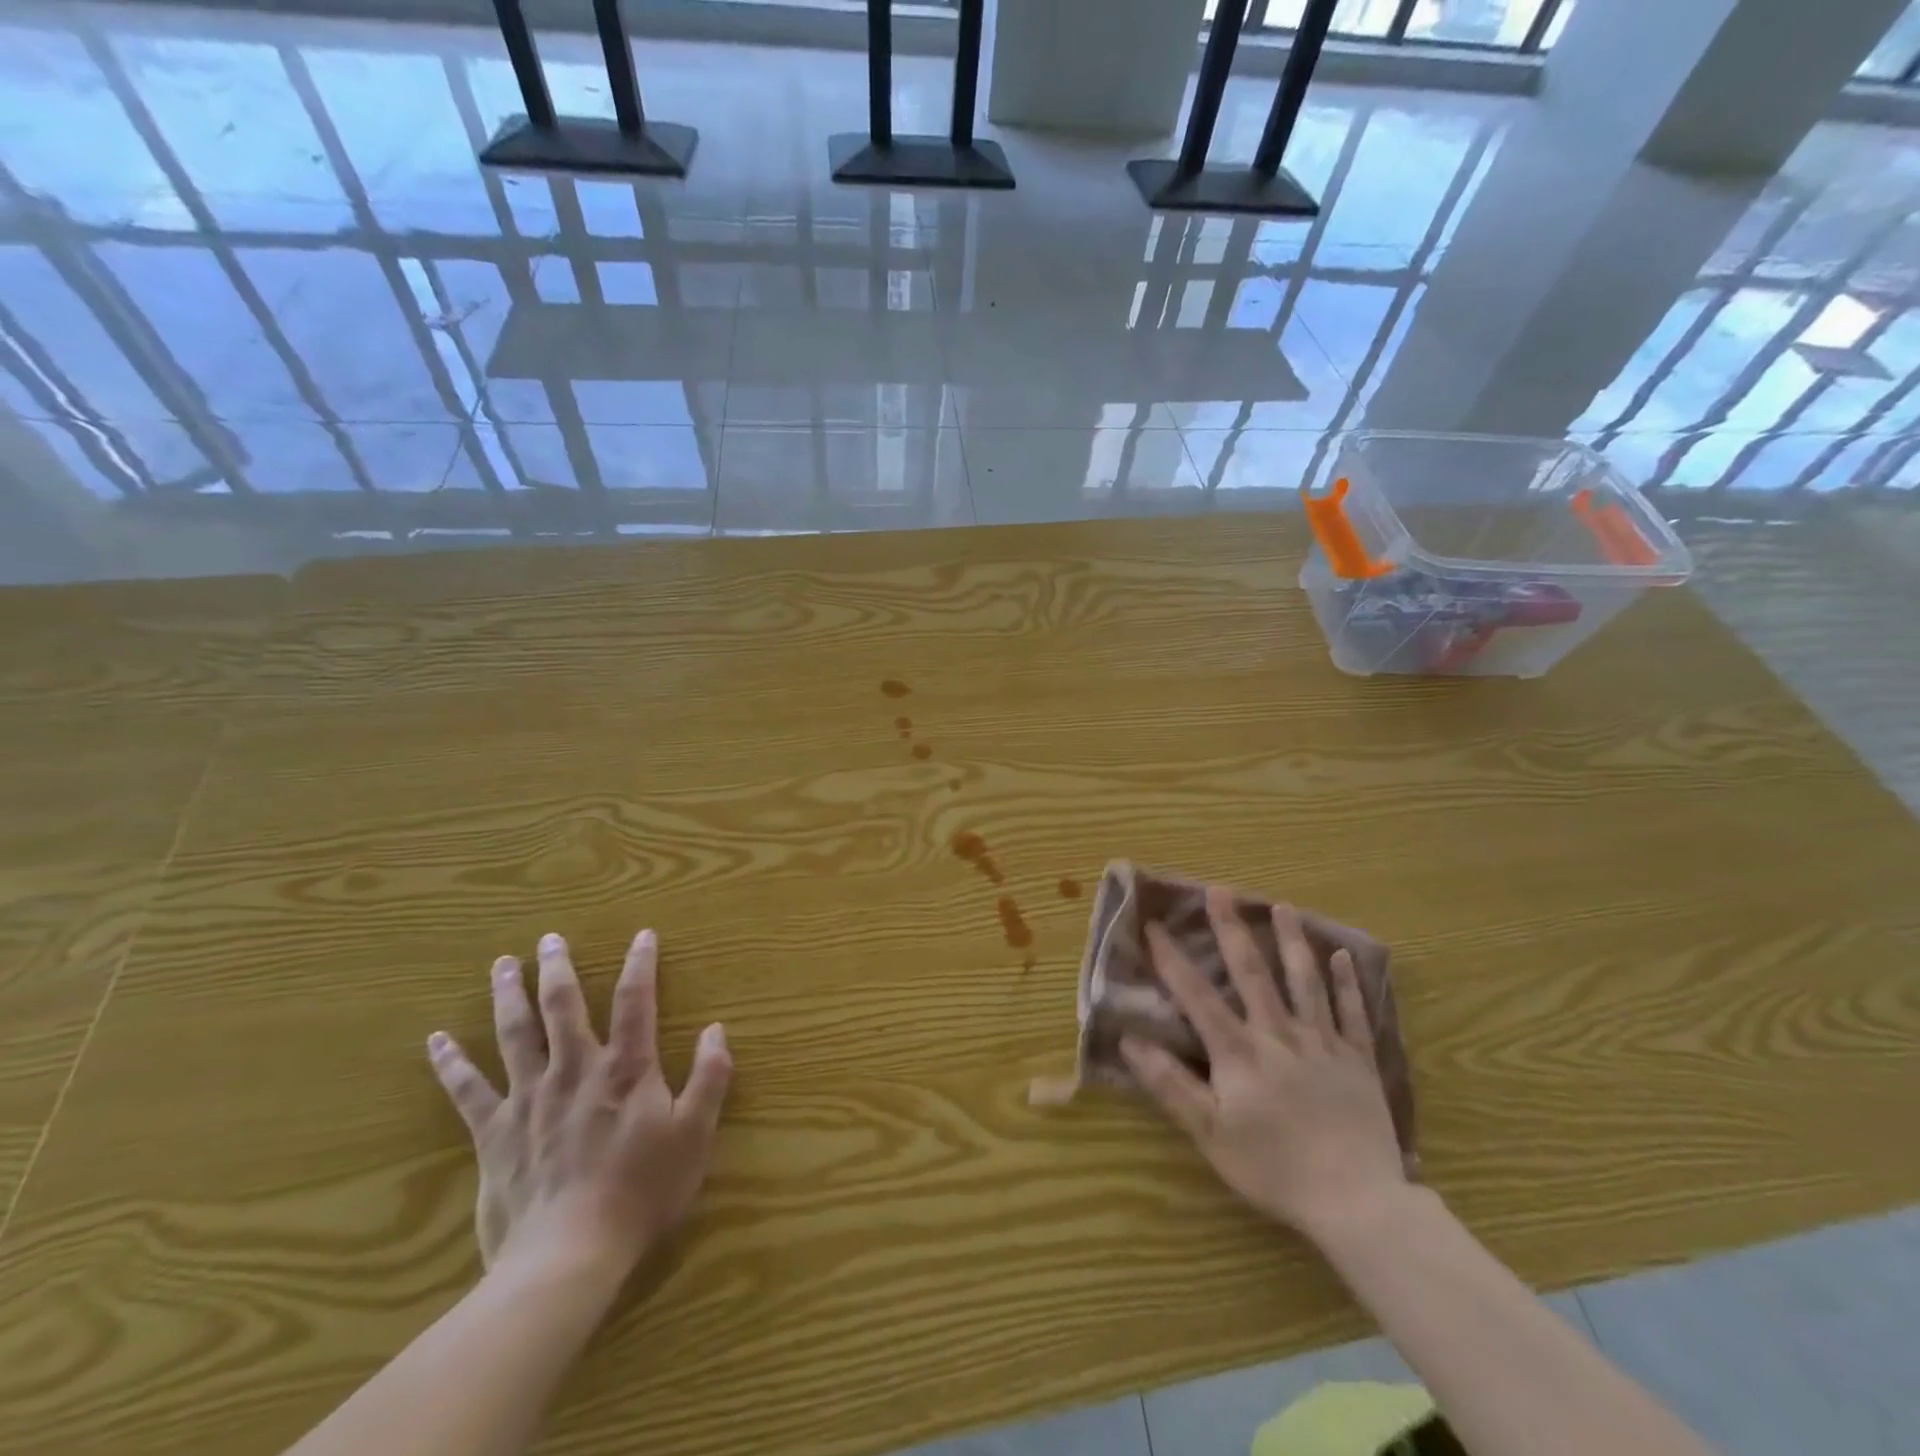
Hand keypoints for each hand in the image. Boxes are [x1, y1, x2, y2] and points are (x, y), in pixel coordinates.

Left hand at [427, 928, 731, 1281]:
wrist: (569, 1255)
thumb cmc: (641, 1192)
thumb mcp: (695, 1134)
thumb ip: (710, 1077)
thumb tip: (717, 1029)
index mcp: (625, 1068)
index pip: (635, 1001)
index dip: (640, 964)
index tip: (642, 934)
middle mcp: (575, 1069)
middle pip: (563, 1006)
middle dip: (558, 968)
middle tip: (549, 938)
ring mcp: (530, 1099)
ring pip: (516, 1034)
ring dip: (508, 995)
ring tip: (502, 964)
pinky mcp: (495, 1133)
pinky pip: (469, 1091)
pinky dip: (452, 1064)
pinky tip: (436, 1041)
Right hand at [1121, 891, 1407, 1247]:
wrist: (1357, 1203)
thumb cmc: (1273, 1168)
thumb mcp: (1209, 1132)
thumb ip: (1169, 1083)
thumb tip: (1129, 1040)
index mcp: (1239, 1051)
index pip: (1197, 996)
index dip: (1172, 959)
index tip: (1154, 925)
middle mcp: (1279, 1034)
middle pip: (1252, 972)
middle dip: (1231, 929)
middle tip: (1220, 890)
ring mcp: (1323, 1043)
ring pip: (1304, 981)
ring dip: (1291, 940)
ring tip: (1281, 905)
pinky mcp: (1358, 1061)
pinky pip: (1352, 1013)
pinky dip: (1346, 982)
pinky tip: (1342, 955)